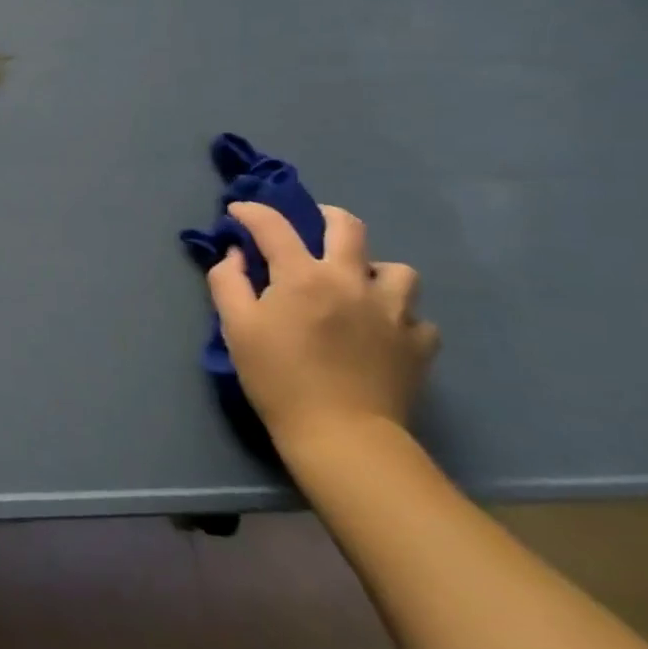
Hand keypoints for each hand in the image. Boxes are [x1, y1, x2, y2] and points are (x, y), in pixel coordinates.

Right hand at [207, 202, 437, 450]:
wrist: (343, 437)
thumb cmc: (279, 379)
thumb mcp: (237, 328)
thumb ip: (228, 282)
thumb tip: (235, 254)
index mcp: (303, 275)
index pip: (273, 225)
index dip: (251, 212)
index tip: (237, 212)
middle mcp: (351, 280)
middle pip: (347, 226)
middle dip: (324, 216)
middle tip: (310, 227)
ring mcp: (393, 310)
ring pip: (395, 268)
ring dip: (372, 270)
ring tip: (357, 286)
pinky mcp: (418, 343)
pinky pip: (415, 316)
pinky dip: (398, 317)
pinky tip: (381, 330)